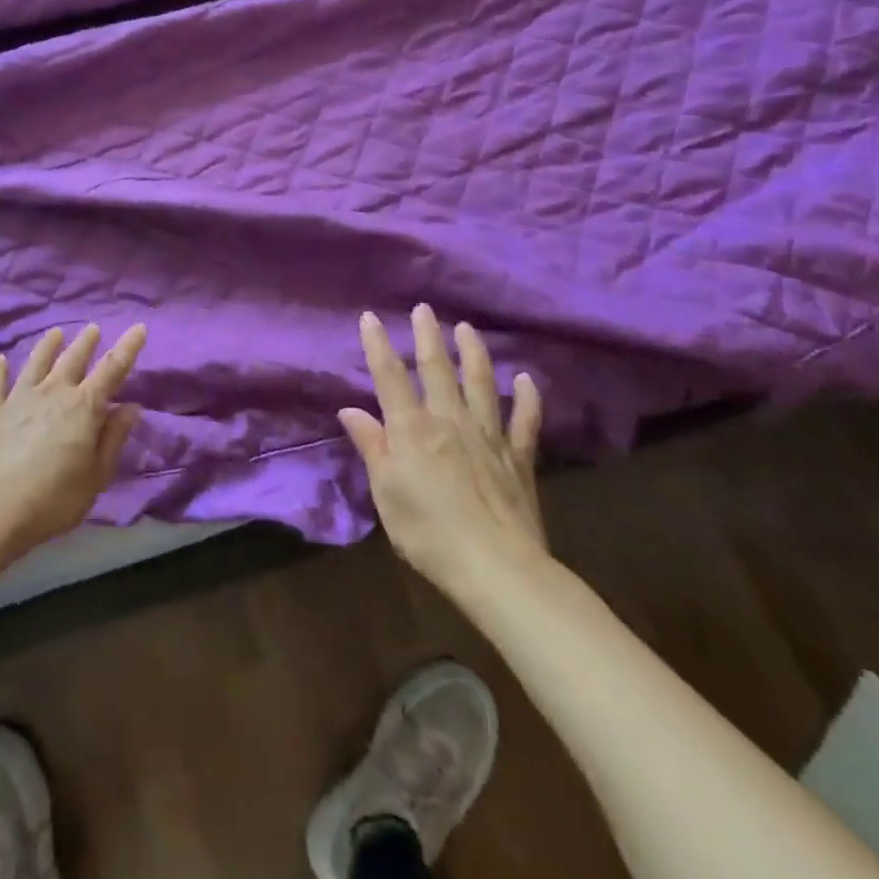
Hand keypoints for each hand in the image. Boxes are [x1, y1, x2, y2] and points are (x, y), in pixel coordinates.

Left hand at [0, 323, 146, 558]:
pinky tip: (0, 360)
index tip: (138, 328)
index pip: (112, 369)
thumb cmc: (53, 499)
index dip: (128, 347)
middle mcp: (53, 392)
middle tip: (93, 328)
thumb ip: (113, 438)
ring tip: (55, 333)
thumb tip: (130, 407)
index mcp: (84, 407)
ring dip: (48, 345)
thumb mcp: (96, 476)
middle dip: (86, 342)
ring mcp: (19, 398)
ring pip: (36, 362)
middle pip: (73, 358)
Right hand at [340, 305, 548, 607]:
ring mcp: (489, 437)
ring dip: (472, 353)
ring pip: (480, 384)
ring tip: (467, 328)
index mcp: (412, 430)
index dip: (378, 346)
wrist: (497, 570)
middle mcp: (449, 421)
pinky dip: (526, 398)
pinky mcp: (518, 458)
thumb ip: (372, 446)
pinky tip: (525, 379)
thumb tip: (351, 409)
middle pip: (436, 370)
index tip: (370, 317)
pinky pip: (524, 421)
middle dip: (427, 337)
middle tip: (424, 309)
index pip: (390, 378)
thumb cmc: (428, 533)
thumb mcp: (386, 492)